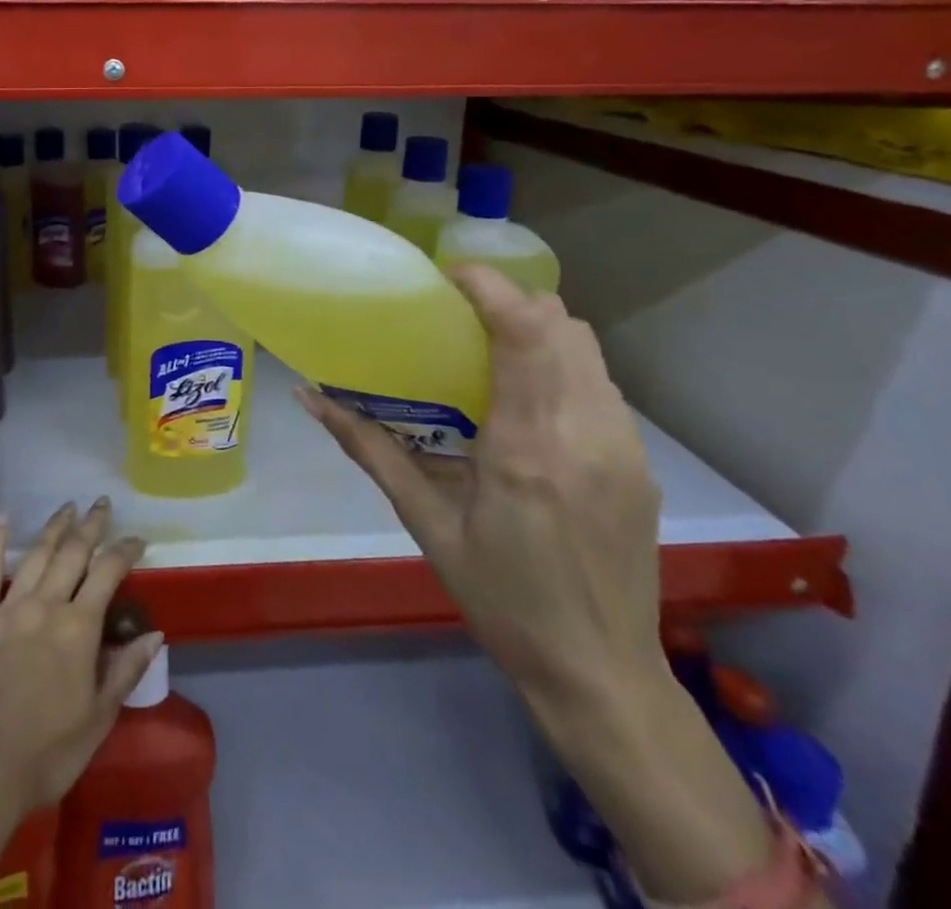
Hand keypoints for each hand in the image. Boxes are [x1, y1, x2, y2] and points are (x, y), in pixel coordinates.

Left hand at [0, 500, 161, 817]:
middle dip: (91, 526)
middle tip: (101, 504)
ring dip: (54, 528)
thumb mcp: (99, 717)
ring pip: (36, 554)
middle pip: (73, 553)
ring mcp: (9, 608)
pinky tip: (2, 519)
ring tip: (67, 507)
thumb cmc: (49, 752)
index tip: (137, 539)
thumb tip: (155, 633)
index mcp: (79, 627)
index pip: (108, 573)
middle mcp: (46, 605)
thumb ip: (126, 669)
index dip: (125, 551)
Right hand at [298, 264, 663, 706]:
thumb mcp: (427, 525)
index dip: (489, 286)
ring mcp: (623, 447)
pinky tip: (531, 401)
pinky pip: (602, 385)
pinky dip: (563, 365)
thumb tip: (310, 397)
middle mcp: (584, 433)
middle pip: (562, 324)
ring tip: (492, 350)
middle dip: (510, 301)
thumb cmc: (501, 600)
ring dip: (540, 330)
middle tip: (460, 316)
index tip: (446, 277)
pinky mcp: (640, 463)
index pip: (525, 331)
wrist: (601, 674)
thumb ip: (369, 450)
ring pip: (588, 348)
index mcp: (526, 448)